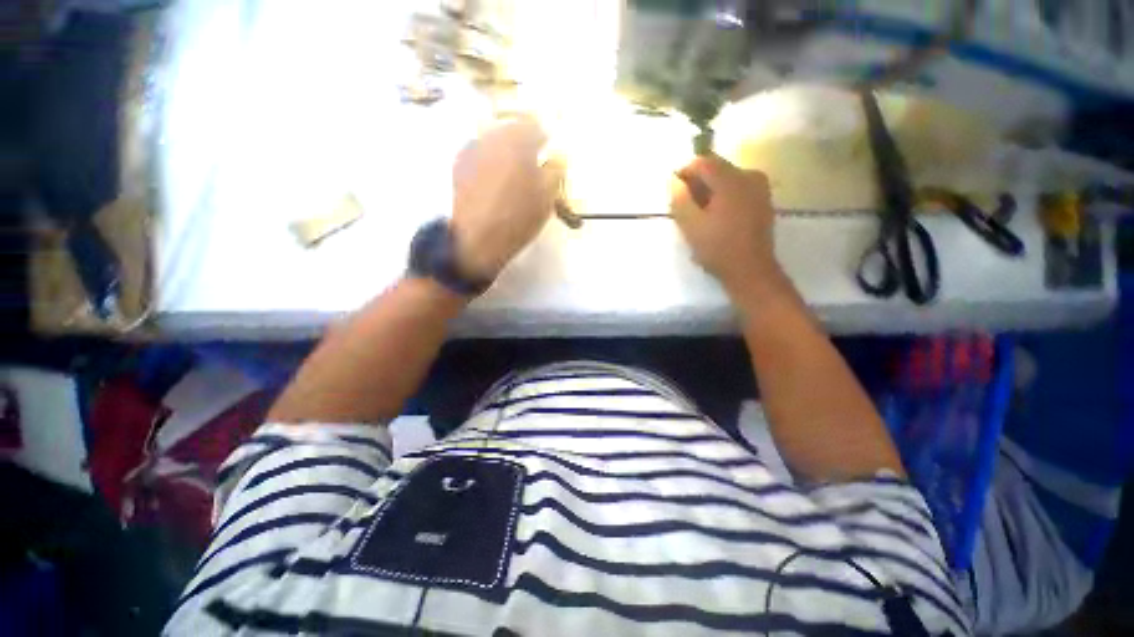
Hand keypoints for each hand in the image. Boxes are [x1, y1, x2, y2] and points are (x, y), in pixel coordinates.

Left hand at [450, 117, 561, 282]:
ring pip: (494, 142)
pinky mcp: (459, 165)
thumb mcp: (547, 196)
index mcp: (516, 140)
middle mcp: (491, 135)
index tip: (548, 155)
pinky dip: (490, 162)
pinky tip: (493, 183)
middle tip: (531, 167)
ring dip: (506, 153)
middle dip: (523, 145)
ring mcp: (471, 149)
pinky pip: (480, 154)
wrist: (478, 238)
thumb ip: (555, 170)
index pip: (535, 126)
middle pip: (512, 131)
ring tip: (512, 177)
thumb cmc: (518, 217)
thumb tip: (556, 157)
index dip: (545, 140)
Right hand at [670, 155, 782, 295]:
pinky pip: (737, 188)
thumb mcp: (691, 225)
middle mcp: (749, 176)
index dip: (684, 172)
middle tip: (684, 205)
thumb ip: (680, 199)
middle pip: (716, 168)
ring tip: (699, 214)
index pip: (703, 162)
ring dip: (709, 191)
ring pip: (727, 179)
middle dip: (697, 183)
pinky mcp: (763, 200)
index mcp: (732, 180)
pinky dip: (723, 197)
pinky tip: (716, 217)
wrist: (750, 270)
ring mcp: (760, 188)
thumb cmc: (718, 248)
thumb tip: (674, 181)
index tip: (674, 191)